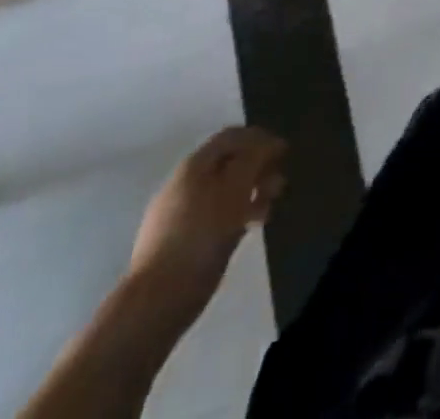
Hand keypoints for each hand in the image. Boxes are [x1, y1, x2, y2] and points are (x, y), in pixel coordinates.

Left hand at [128, 127, 286, 308]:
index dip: (261, 138)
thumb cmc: (201, 237)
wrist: (155, 302)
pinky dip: (234, 215)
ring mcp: (178, 213)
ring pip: (223, 190)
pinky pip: (213, 215)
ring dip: (249, 193)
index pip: (232, 136)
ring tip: (267, 210)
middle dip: (257, 168)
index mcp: (194, 165)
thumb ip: (254, 160)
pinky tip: (248, 228)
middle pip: (228, 162)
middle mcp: (184, 183)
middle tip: (279, 184)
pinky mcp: (178, 241)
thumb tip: (271, 143)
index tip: (284, 154)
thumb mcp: (235, 190)